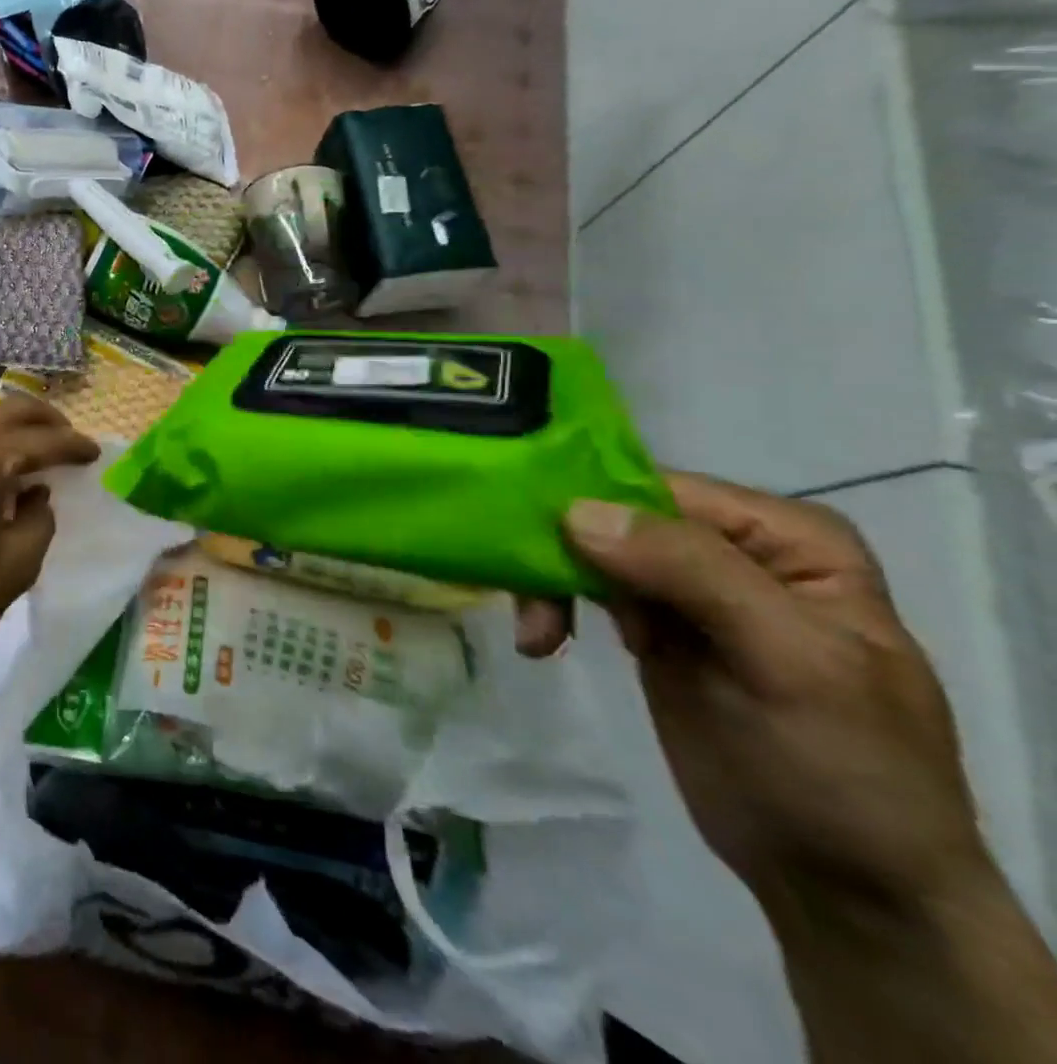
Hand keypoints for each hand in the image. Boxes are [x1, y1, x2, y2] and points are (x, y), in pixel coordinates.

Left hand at [0, 399, 100, 676]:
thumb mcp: (14, 565)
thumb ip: (39, 521)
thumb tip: (36, 497)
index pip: (42, 440)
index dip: (74, 446)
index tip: (95, 453)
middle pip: (8, 412)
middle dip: (44, 420)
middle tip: (68, 438)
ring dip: (9, 429)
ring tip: (31, 452)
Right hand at [562, 472, 991, 916]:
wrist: (848, 886)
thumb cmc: (843, 768)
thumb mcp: (788, 662)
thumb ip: (693, 572)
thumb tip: (576, 511)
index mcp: (785, 536)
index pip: (662, 490)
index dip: (592, 507)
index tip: (535, 545)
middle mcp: (734, 548)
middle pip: (615, 516)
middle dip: (561, 552)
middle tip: (528, 605)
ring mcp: (690, 587)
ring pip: (589, 549)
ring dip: (549, 584)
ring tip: (535, 635)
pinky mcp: (654, 625)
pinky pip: (586, 588)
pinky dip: (554, 606)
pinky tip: (541, 641)